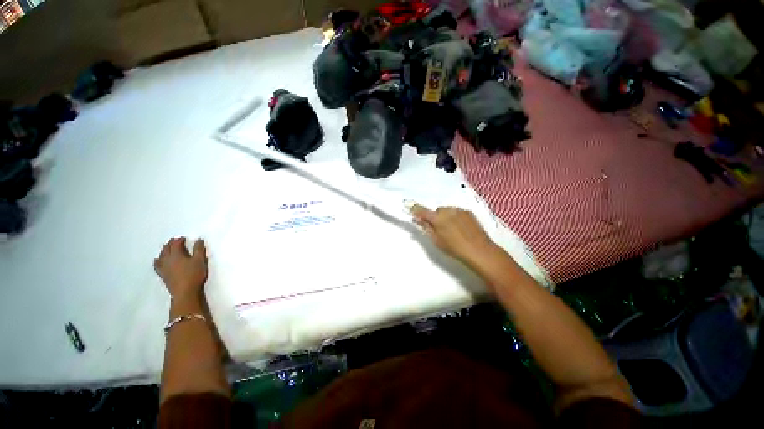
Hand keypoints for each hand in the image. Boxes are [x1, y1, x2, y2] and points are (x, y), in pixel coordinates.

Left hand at [154, 237, 207, 300]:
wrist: (185, 292)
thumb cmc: (194, 274)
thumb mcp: (200, 260)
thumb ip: (199, 249)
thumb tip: (198, 239)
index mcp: (176, 255)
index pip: (175, 244)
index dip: (179, 240)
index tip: (183, 238)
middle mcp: (167, 260)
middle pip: (166, 249)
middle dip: (170, 244)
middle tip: (174, 241)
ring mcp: (163, 268)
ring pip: (160, 256)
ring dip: (163, 251)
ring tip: (166, 248)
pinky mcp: (162, 275)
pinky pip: (157, 265)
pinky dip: (157, 261)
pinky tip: (157, 261)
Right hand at [410, 205, 497, 264]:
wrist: (479, 250)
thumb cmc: (454, 248)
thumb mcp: (436, 240)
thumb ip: (426, 228)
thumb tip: (417, 219)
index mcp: (437, 218)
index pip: (422, 210)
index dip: (415, 209)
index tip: (411, 209)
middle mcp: (448, 210)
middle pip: (437, 211)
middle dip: (435, 217)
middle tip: (438, 229)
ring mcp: (459, 210)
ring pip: (447, 211)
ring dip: (446, 217)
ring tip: (452, 230)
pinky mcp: (469, 212)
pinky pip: (457, 212)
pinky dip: (455, 218)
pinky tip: (460, 228)